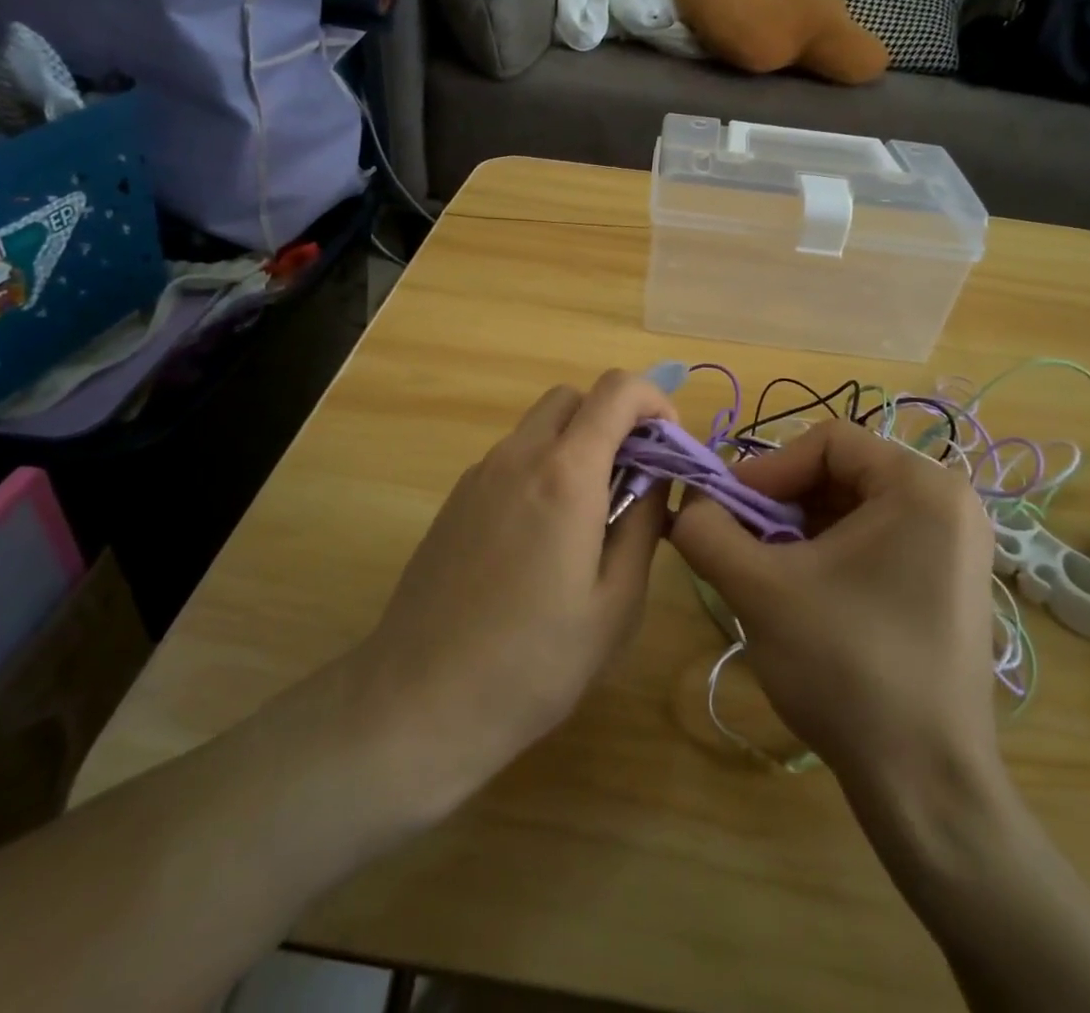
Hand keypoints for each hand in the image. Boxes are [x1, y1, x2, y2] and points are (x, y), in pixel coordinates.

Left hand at [350, 369, 676, 803]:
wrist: (421, 699)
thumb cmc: (534, 662)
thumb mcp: (616, 603)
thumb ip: (643, 524)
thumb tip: (656, 479)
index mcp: (566, 474)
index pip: (617, 390)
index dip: (654, 401)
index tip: (668, 445)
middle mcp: (519, 456)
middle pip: (574, 397)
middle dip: (613, 419)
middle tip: (633, 477)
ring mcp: (480, 474)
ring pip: (539, 426)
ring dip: (576, 444)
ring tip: (591, 513)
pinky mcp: (456, 498)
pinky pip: (511, 457)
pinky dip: (542, 467)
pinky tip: (542, 536)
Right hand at [670, 420, 1001, 793]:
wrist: (926, 786)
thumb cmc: (847, 669)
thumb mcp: (760, 590)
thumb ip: (708, 532)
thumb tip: (686, 503)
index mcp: (921, 487)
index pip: (827, 442)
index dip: (767, 470)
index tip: (726, 510)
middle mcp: (950, 503)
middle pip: (841, 472)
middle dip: (781, 503)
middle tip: (739, 540)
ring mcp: (956, 545)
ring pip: (854, 508)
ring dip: (799, 529)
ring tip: (764, 569)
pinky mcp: (948, 582)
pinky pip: (876, 540)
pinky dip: (829, 553)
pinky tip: (802, 593)